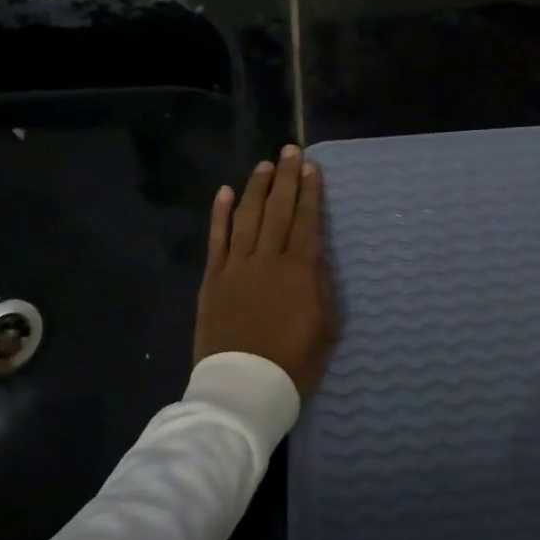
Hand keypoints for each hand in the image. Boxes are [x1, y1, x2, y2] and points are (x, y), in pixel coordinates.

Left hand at [194, 145, 337, 397]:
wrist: (244, 389)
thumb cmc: (294, 361)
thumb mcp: (326, 326)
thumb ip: (321, 284)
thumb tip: (315, 255)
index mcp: (299, 270)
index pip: (306, 220)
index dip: (310, 191)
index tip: (311, 167)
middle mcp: (268, 259)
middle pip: (278, 209)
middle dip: (286, 177)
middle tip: (289, 150)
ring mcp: (237, 267)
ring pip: (248, 216)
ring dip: (257, 188)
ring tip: (264, 166)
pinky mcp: (213, 279)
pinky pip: (217, 239)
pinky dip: (221, 214)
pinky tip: (226, 192)